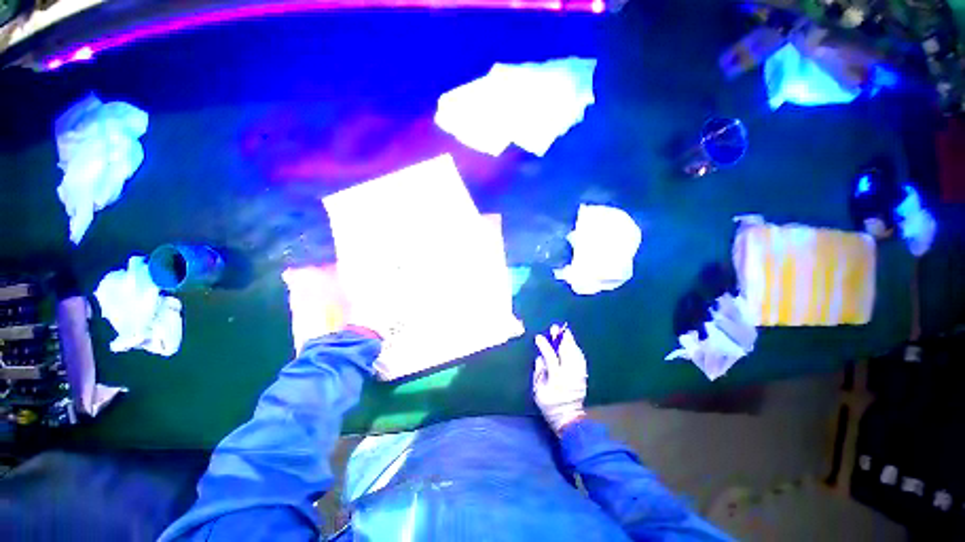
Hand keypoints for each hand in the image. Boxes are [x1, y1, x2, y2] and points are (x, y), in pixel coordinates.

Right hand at [533, 324, 587, 433]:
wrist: (569, 418)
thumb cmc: (549, 405)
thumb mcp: (538, 390)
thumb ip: (539, 372)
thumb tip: (540, 357)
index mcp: (557, 378)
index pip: (550, 357)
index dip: (545, 345)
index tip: (539, 337)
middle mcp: (569, 374)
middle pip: (567, 352)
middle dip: (561, 338)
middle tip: (556, 328)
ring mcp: (578, 375)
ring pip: (575, 353)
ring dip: (570, 342)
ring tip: (564, 333)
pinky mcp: (583, 376)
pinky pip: (580, 359)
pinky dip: (576, 350)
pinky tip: (573, 345)